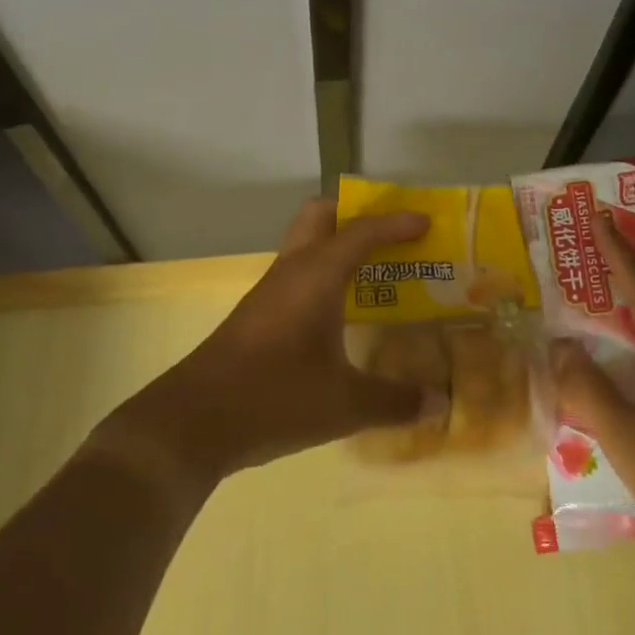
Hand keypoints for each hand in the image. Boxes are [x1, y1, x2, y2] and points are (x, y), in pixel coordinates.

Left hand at [97, 200, 436, 492]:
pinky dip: (323, 274)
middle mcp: (292, 270)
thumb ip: (395, 401)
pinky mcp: (257, 313)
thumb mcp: (344, 404)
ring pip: (305, 244)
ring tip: (374, 270)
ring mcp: (270, 290)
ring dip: (337, 244)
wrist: (194, 421)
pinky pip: (297, 273)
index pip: (361, 231)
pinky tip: (339, 310)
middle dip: (354, 214)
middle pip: (320, 216)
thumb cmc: (275, 397)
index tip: (427, 222)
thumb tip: (440, 401)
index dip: (395, 223)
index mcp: (316, 275)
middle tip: (389, 235)